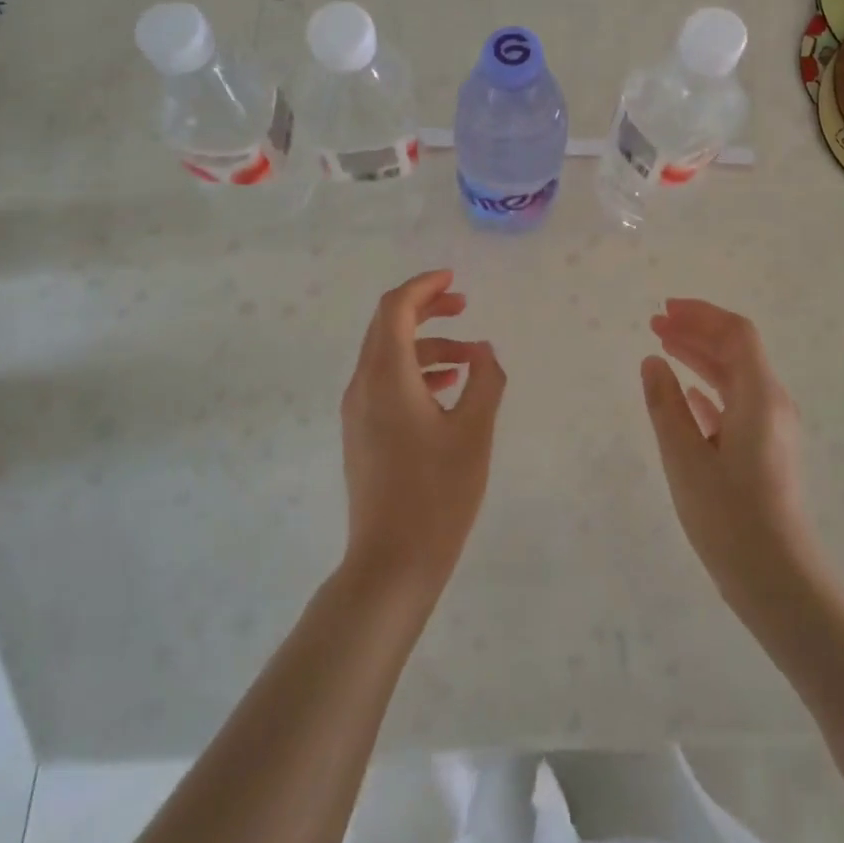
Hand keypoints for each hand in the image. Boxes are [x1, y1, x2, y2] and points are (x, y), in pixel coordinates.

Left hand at [340, 269, 505, 598]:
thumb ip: (485, 380)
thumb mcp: (475, 432)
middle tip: (463, 304)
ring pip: (388, 356)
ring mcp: (357, 411)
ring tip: (471, 357)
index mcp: (386, 376)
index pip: (394, 308)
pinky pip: (386, 382)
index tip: (454, 279)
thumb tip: (483, 352)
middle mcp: (363, 386)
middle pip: (386, 326)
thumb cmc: (438, 494)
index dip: (423, 286)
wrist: (392, 562)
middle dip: (425, 309)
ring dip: (427, 344)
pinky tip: (448, 388)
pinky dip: (416, 371)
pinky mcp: (362, 433)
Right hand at [642, 299, 820, 610]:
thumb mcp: (685, 457)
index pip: (736, 334)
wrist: (777, 580)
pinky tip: (688, 396)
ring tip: (663, 349)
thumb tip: (652, 362)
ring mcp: (771, 429)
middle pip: (737, 351)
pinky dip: (710, 390)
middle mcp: (772, 404)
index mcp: (760, 397)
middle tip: (655, 324)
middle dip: (696, 332)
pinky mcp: (765, 452)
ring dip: (701, 358)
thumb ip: (665, 405)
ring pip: (736, 378)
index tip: (664, 310)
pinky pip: (737, 404)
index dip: (701, 315)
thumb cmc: (729, 516)